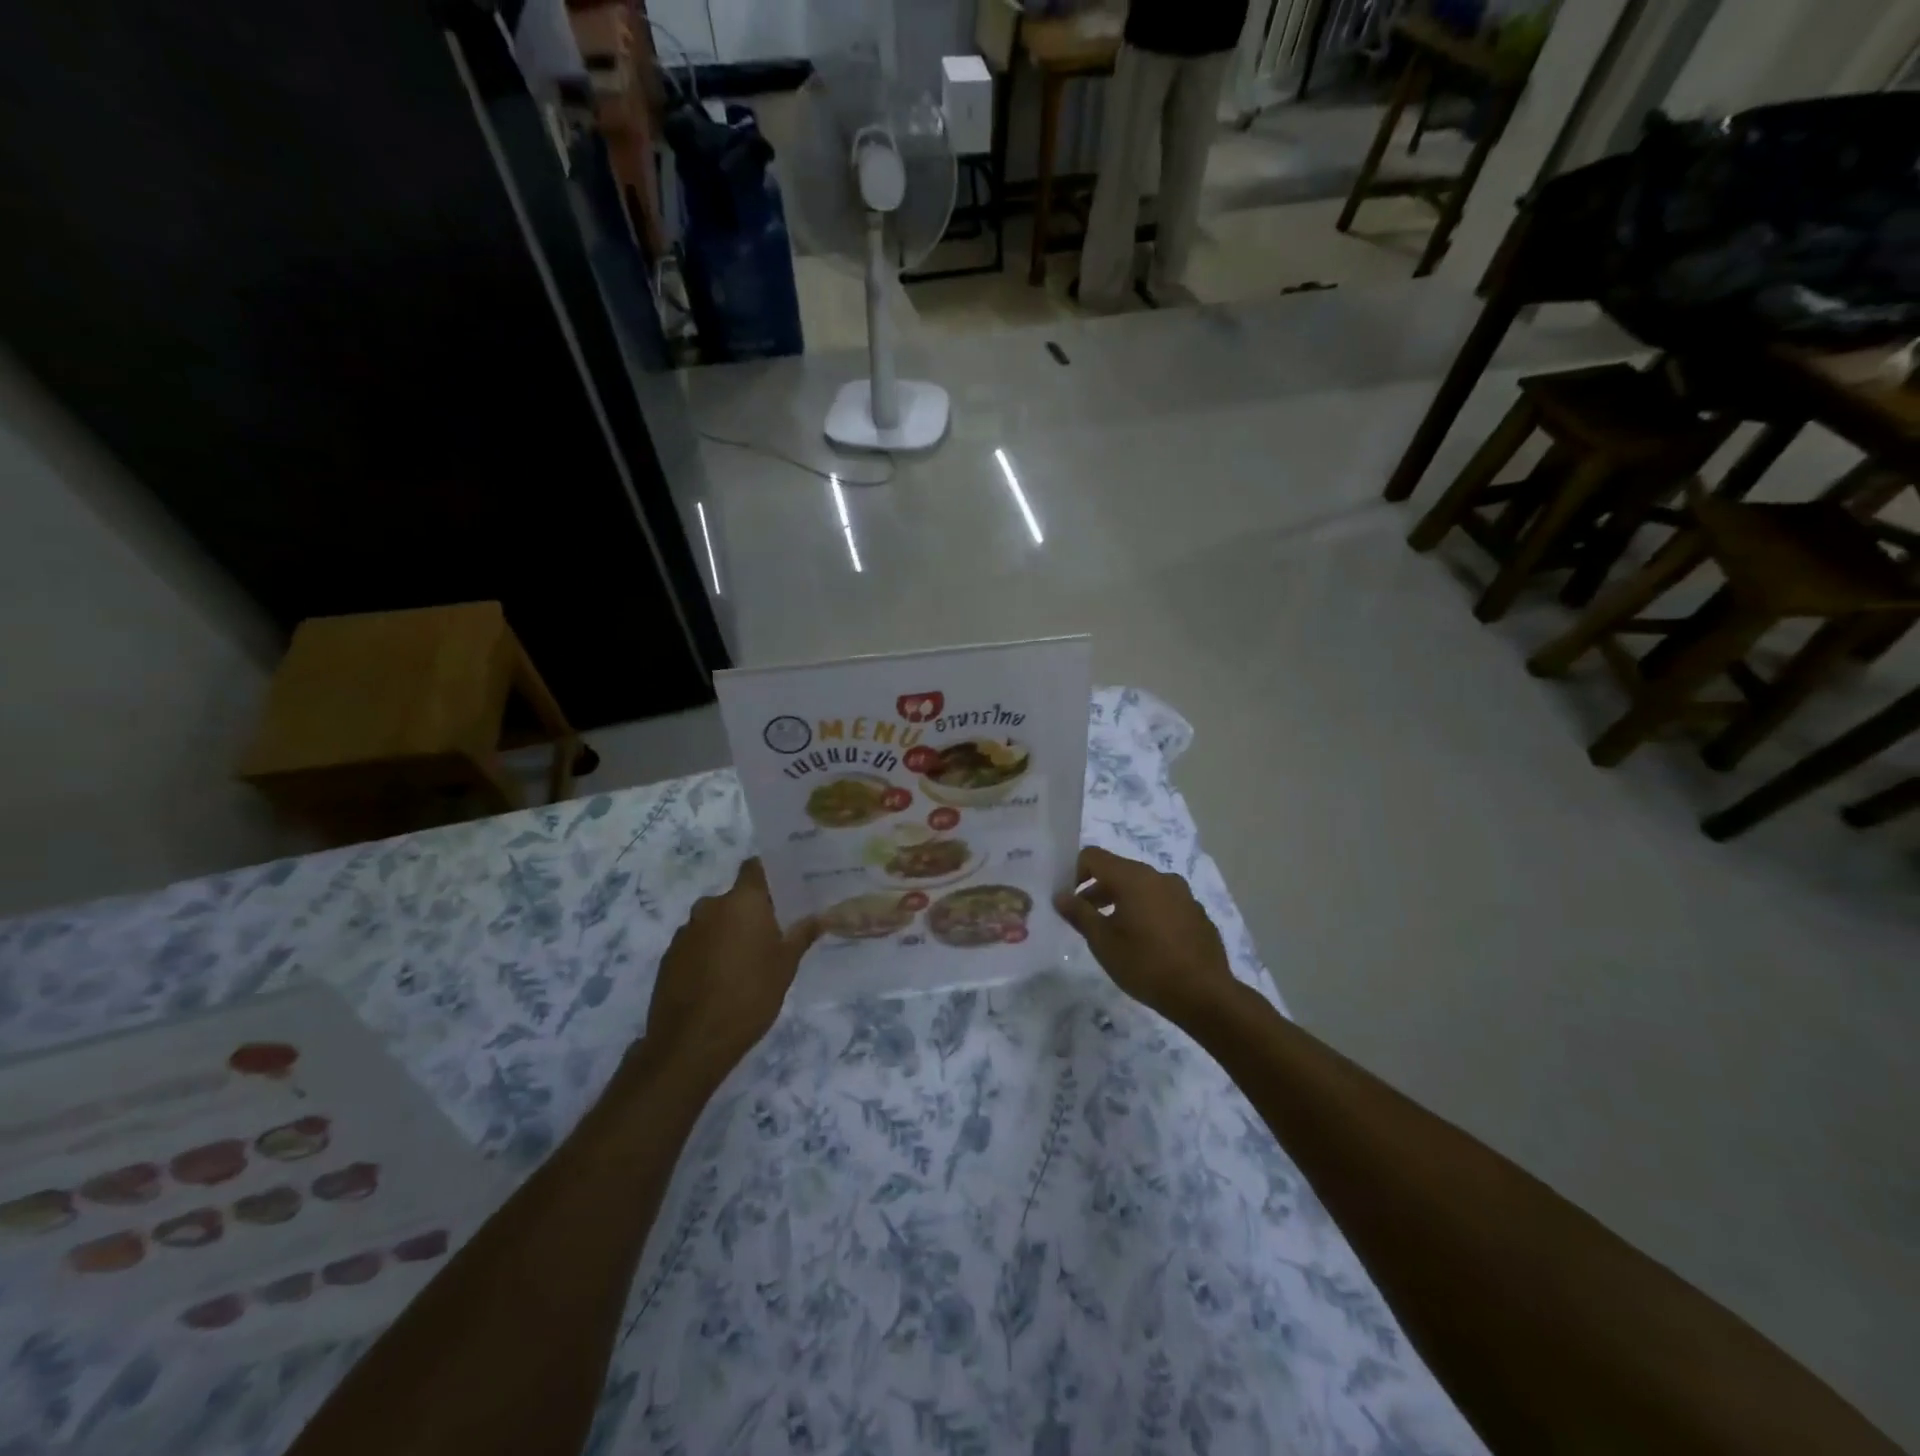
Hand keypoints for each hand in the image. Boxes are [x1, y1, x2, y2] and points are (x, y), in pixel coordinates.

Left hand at [642, 859, 819, 1086]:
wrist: (692, 1042)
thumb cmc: (750, 995)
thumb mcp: (785, 966)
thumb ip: (801, 935)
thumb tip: (819, 916)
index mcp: (742, 902)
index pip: (754, 867)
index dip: (767, 873)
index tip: (783, 887)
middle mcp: (710, 907)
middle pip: (735, 898)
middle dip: (750, 912)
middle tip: (770, 934)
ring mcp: (685, 932)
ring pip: (714, 921)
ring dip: (728, 933)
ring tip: (744, 961)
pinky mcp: (669, 956)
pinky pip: (696, 943)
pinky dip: (708, 952)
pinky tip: (719, 979)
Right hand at [1054, 846, 1237, 1028]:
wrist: (1204, 994)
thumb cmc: (1145, 964)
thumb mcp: (1103, 942)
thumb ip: (1079, 914)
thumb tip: (1060, 895)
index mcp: (1133, 877)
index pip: (1093, 856)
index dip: (1074, 872)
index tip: (1069, 900)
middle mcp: (1159, 876)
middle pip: (1119, 871)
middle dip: (1098, 890)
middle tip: (1086, 919)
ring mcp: (1182, 894)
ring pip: (1142, 887)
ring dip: (1123, 902)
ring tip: (1115, 933)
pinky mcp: (1196, 913)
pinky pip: (1163, 903)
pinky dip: (1148, 913)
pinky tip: (1147, 944)